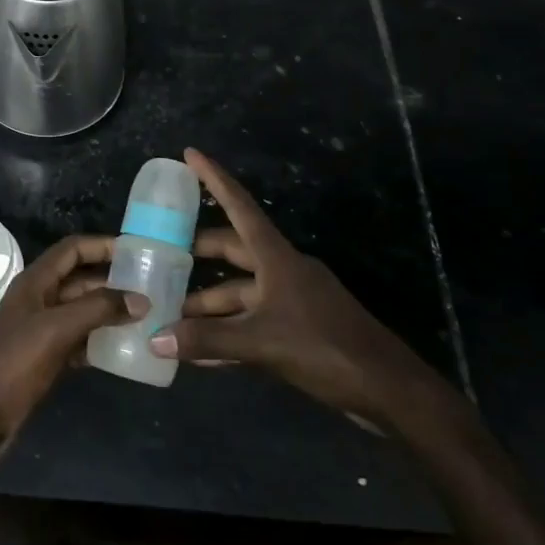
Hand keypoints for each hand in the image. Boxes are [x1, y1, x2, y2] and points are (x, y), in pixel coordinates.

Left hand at [0, 234, 126, 444]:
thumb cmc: (16, 362)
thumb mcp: (57, 329)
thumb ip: (98, 309)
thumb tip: (141, 299)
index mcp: (34, 282)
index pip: (71, 250)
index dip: (102, 246)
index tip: (135, 251)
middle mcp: (38, 299)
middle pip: (79, 279)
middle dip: (112, 280)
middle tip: (149, 286)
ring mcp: (41, 328)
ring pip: (81, 310)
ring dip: (109, 310)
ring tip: (145, 315)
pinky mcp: (47, 356)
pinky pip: (79, 338)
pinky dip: (100, 339)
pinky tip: (126, 347)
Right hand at [149, 149, 461, 432]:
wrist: (390, 390)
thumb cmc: (326, 348)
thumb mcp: (262, 342)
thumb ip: (207, 340)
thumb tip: (154, 337)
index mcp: (276, 257)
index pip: (239, 206)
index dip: (214, 179)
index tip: (190, 154)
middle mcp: (282, 270)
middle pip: (233, 250)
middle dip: (198, 254)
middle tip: (161, 255)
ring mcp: (292, 300)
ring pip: (240, 292)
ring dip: (208, 304)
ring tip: (170, 315)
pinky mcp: (299, 329)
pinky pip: (252, 321)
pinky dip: (227, 332)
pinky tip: (199, 352)